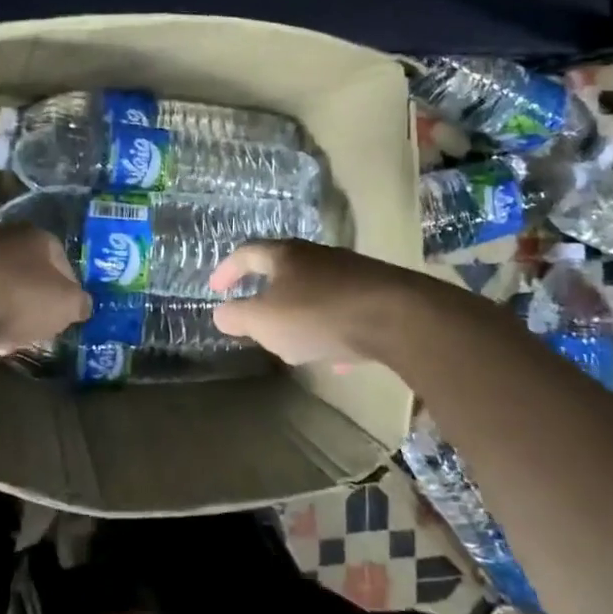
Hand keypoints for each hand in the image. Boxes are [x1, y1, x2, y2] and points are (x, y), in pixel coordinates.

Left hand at [0, 222, 90, 354]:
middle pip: (24, 270)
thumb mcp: (64, 307)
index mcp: (37, 236)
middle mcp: (1, 233)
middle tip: (29, 330)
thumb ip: (79, 304)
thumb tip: (81, 305)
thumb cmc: (16, 299)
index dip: (67, 292)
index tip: (62, 318)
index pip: (62, 261)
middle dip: (29, 300)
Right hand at [209, 241, 416, 364]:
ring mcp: (349, 272)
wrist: (396, 316)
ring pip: (315, 291)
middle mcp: (316, 256)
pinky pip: (344, 311)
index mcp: (284, 255)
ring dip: (300, 313)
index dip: (227, 270)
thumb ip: (238, 317)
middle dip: (268, 293)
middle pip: (284, 268)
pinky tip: (337, 360)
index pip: (246, 253)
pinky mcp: (376, 293)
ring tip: (294, 342)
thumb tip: (220, 313)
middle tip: (256, 315)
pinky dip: (332, 331)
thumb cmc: (318, 314)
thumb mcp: (265, 321)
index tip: (216, 288)